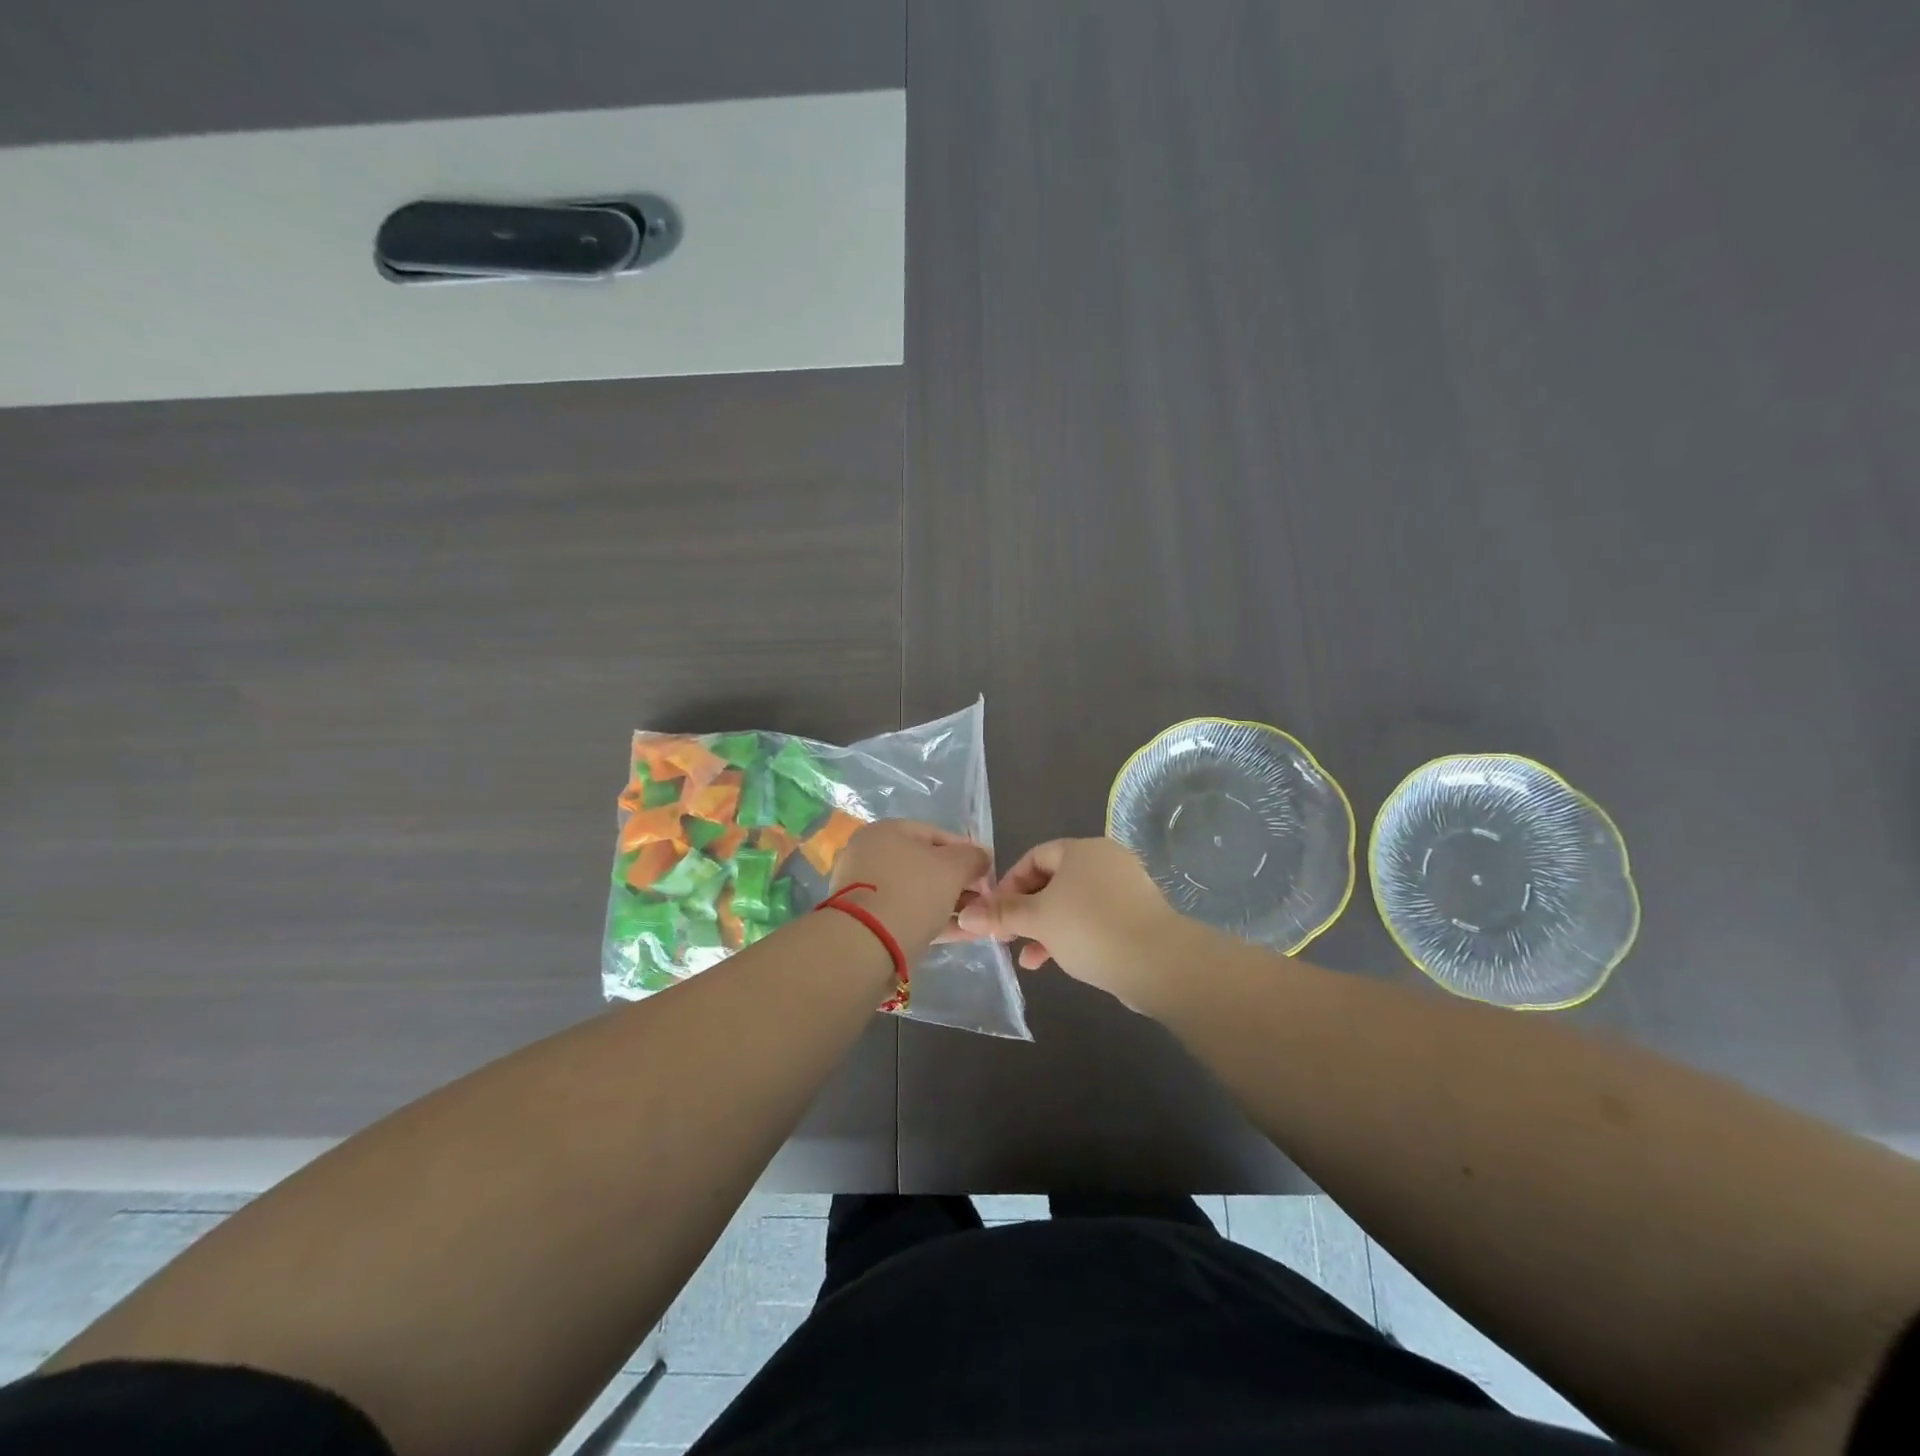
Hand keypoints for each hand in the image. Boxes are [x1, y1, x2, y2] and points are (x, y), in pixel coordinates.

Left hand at [829, 820, 992, 952]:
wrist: (866, 944)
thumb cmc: (912, 892)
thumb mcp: (953, 868)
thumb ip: (973, 858)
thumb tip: (982, 857)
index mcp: (886, 831)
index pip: (937, 834)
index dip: (967, 852)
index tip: (988, 872)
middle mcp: (871, 855)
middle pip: (926, 865)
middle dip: (959, 882)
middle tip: (983, 899)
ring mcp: (866, 889)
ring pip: (918, 893)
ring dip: (949, 904)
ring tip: (977, 919)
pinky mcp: (867, 921)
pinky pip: (908, 914)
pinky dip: (934, 921)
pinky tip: (962, 933)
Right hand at [955, 837, 1189, 1006]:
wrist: (1158, 962)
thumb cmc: (1090, 928)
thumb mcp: (1037, 920)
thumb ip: (1001, 914)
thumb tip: (963, 915)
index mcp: (1081, 850)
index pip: (1034, 857)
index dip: (1009, 884)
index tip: (994, 913)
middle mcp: (1105, 860)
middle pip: (1053, 881)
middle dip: (1026, 911)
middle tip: (1008, 937)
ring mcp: (1125, 887)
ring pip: (1072, 903)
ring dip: (1046, 929)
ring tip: (1029, 959)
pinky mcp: (1137, 915)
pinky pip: (1095, 919)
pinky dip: (1073, 935)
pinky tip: (1060, 961)